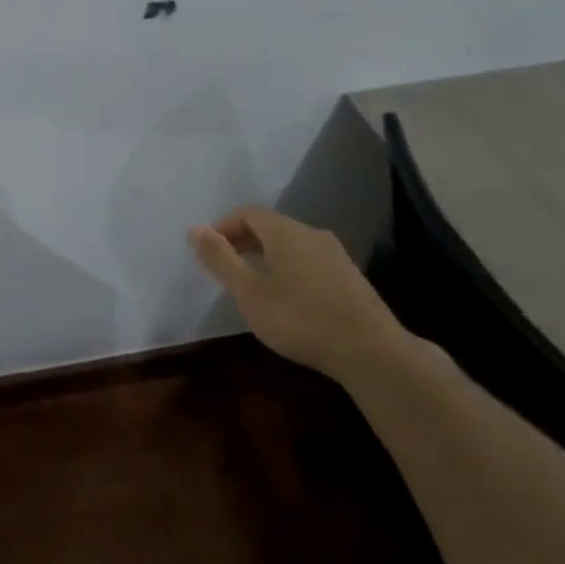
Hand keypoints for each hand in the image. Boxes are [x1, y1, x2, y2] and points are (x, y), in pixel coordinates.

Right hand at [188, 206, 409, 377]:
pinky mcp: (349, 276)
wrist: (370, 350)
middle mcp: (311, 233)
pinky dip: (287, 266)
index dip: (224, 226)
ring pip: (291, 243)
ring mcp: (335, 254)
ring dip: (265, 254)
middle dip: (243, 239)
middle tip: (224, 264)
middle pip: (271, 225)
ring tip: (250, 281)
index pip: (248, 213)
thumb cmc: (299, 318)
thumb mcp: (249, 292)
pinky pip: (308, 259)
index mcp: (285, 232)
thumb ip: (220, 259)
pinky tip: (284, 295)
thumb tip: (195, 228)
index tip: (207, 249)